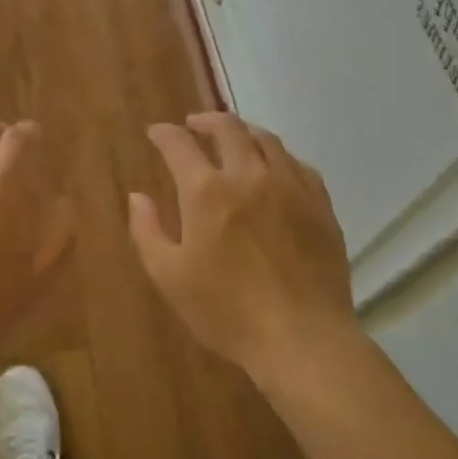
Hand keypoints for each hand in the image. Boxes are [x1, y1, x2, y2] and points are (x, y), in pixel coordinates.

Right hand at [128, 112, 356, 385]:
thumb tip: (137, 197)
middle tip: (194, 124)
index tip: (156, 133)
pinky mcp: (320, 205)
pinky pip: (298, 165)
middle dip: (206, 120)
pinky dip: (279, 157)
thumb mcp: (170, 277)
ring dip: (244, 132)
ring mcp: (290, 186)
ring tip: (234, 139)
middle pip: (228, 128)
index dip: (164, 133)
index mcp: (207, 191)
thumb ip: (147, 231)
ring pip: (267, 140)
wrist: (303, 338)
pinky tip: (275, 168)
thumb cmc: (227, 312)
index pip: (180, 144)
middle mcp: (249, 175)